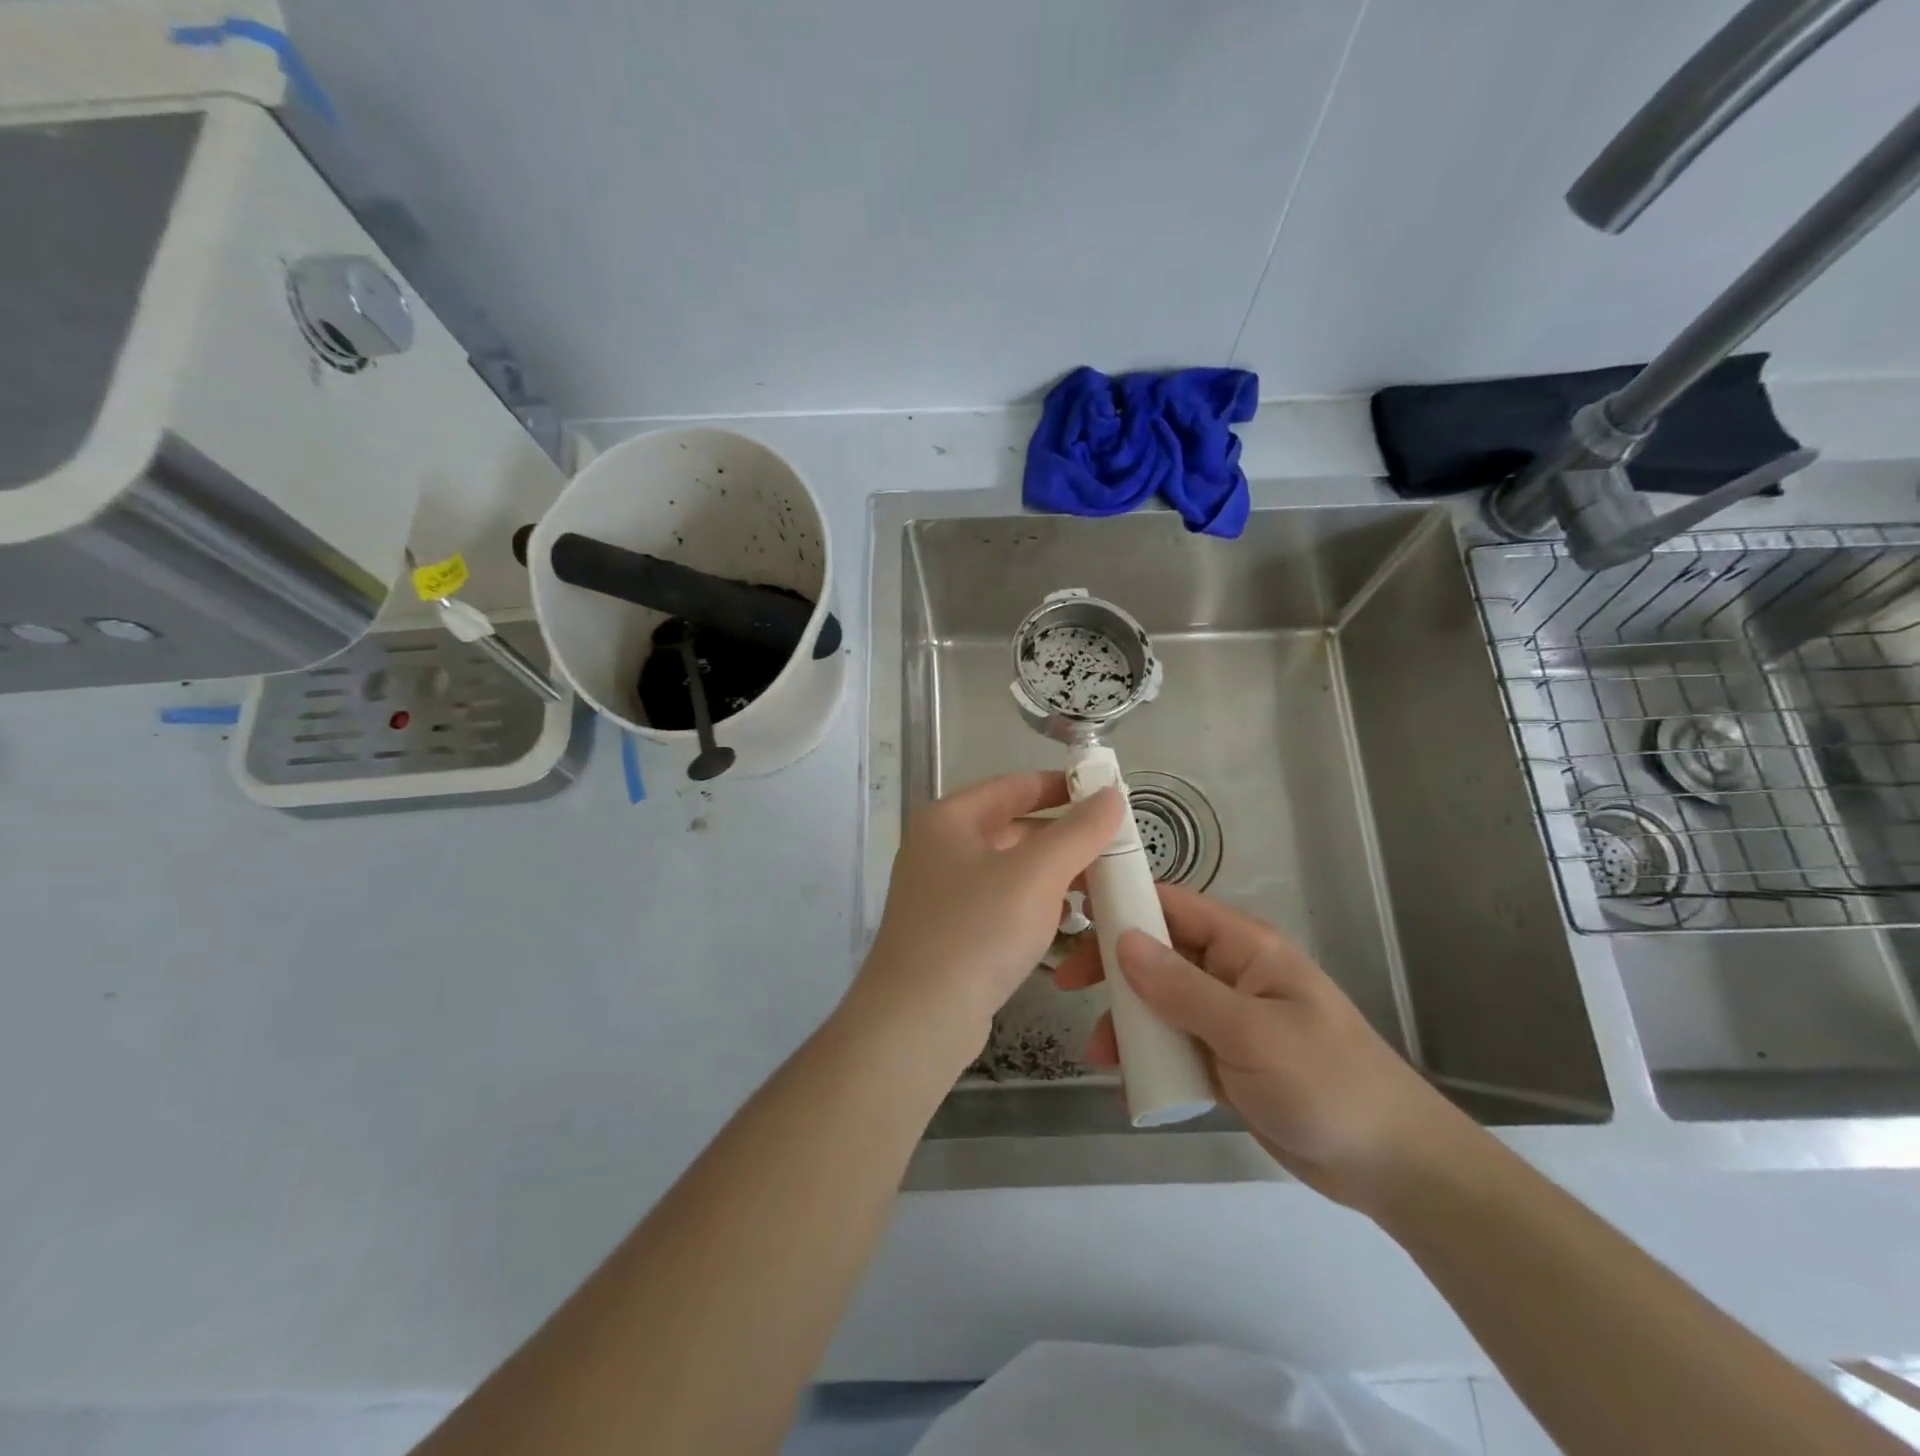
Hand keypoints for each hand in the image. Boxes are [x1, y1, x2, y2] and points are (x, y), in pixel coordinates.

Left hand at [853, 772, 1123, 1067]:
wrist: (918, 1020)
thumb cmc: (977, 930)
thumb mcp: (1036, 874)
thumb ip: (1079, 831)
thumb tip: (1111, 794)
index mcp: (949, 819)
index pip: (1012, 786)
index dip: (1060, 786)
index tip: (1106, 794)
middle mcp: (940, 849)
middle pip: (1012, 829)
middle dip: (1064, 838)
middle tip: (1114, 848)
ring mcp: (942, 894)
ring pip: (1010, 871)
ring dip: (1054, 875)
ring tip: (1101, 886)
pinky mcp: (951, 933)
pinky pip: (1002, 905)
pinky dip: (1035, 906)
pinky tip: (1068, 923)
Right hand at [1054, 883, 1472, 1211]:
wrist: (1392, 1165)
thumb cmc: (1326, 1082)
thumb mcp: (1249, 1032)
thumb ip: (1182, 987)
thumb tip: (1122, 938)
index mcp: (1243, 946)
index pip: (1171, 905)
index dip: (1122, 901)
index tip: (1072, 911)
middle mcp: (1229, 972)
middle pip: (1156, 952)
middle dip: (1111, 965)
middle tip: (1067, 983)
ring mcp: (1225, 1017)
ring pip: (1158, 1001)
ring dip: (1125, 1019)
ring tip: (1098, 1053)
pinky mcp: (1224, 1058)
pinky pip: (1172, 1043)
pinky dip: (1147, 1055)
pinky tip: (1127, 1081)